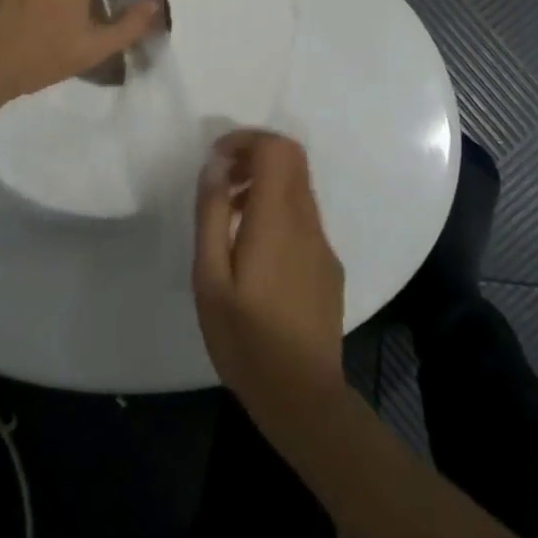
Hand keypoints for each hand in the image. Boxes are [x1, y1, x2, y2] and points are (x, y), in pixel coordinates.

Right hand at [194, 131, 346, 431]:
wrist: (303, 398)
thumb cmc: (245, 339)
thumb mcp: (209, 278)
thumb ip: (211, 214)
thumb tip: (215, 164)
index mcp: (277, 218)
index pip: (276, 147)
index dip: (245, 140)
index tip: (216, 161)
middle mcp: (307, 221)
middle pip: (292, 159)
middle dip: (254, 156)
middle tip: (220, 184)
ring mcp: (322, 244)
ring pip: (298, 187)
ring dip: (264, 184)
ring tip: (229, 218)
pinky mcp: (329, 265)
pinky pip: (304, 217)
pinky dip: (278, 210)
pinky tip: (254, 252)